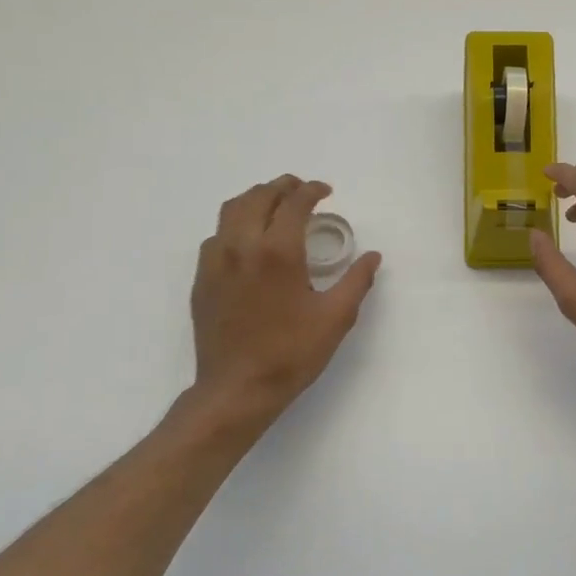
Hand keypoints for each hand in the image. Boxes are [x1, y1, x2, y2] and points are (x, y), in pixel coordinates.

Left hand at [185, 175, 381, 427]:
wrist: (237, 388)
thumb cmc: (292, 353)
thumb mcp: (336, 318)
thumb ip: (357, 281)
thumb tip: (372, 256)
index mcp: (278, 252)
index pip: (294, 203)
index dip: (312, 190)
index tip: (326, 191)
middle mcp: (242, 246)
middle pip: (258, 197)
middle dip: (282, 187)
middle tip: (301, 190)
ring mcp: (216, 262)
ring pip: (231, 210)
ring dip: (255, 199)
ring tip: (274, 206)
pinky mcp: (202, 279)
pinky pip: (216, 236)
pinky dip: (235, 225)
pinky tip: (249, 241)